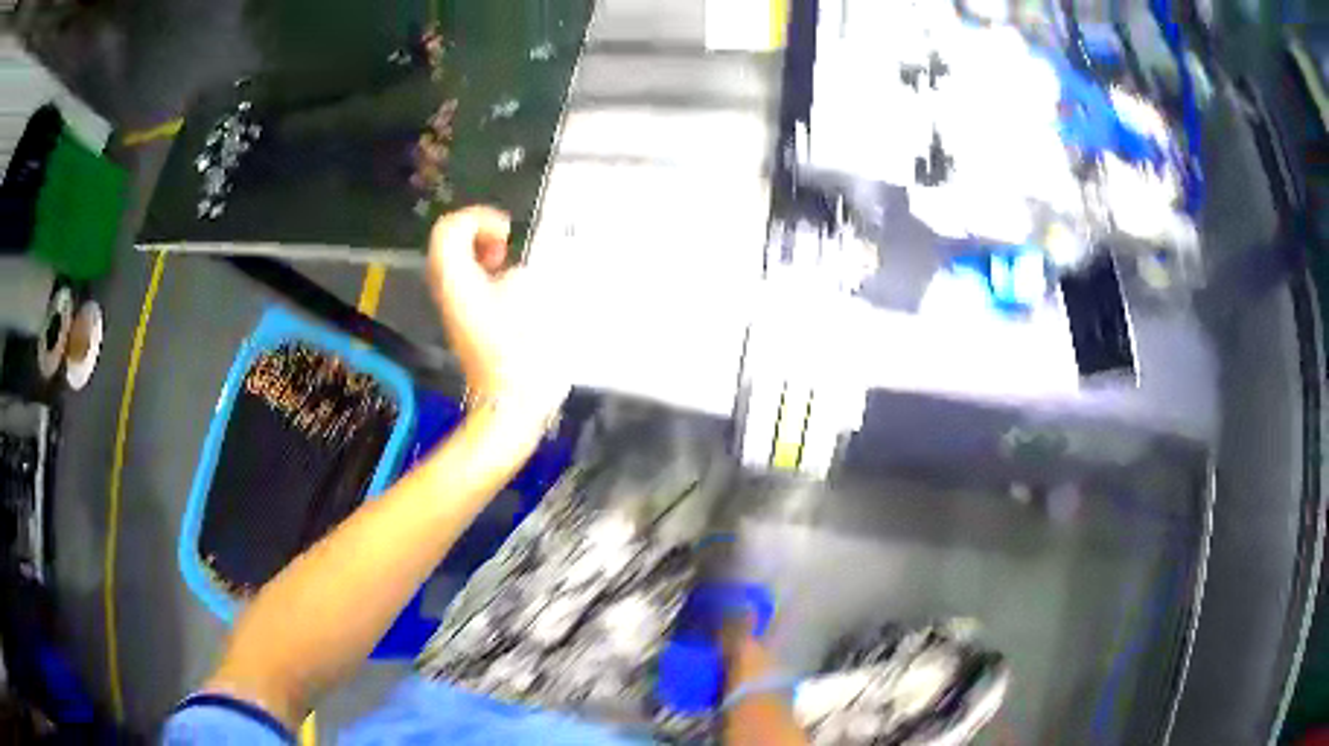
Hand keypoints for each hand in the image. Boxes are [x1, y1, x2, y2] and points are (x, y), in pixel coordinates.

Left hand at [427, 206, 568, 430]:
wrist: (509, 404)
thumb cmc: (522, 356)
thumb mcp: (530, 301)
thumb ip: (519, 272)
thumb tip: (510, 274)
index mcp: (458, 281)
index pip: (449, 229)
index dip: (478, 219)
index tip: (506, 233)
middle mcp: (447, 291)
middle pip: (448, 241)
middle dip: (479, 232)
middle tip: (505, 246)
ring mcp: (453, 306)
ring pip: (456, 260)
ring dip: (483, 252)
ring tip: (508, 264)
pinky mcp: (465, 319)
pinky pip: (466, 280)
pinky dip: (485, 272)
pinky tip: (508, 286)